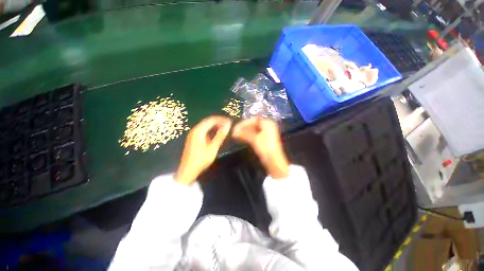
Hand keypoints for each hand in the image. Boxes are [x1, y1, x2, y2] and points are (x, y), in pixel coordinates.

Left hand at [175, 116, 231, 184]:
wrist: (188, 170)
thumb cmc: (201, 159)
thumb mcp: (213, 147)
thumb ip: (220, 135)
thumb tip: (228, 125)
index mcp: (199, 130)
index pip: (212, 120)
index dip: (222, 119)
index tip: (230, 121)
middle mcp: (195, 130)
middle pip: (208, 121)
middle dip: (219, 122)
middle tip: (229, 125)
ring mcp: (193, 134)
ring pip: (206, 126)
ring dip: (215, 126)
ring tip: (225, 129)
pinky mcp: (194, 139)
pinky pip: (204, 131)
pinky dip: (211, 131)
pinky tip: (217, 134)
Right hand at [232, 118, 288, 178]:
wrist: (274, 161)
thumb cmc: (265, 148)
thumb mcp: (254, 139)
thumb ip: (244, 134)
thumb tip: (234, 132)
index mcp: (268, 123)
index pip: (254, 120)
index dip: (244, 123)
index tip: (236, 127)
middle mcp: (268, 126)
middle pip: (254, 124)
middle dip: (244, 128)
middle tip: (235, 131)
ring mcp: (267, 132)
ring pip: (254, 129)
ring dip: (245, 132)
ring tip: (237, 135)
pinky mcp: (265, 139)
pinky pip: (256, 134)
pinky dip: (249, 135)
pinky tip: (242, 137)